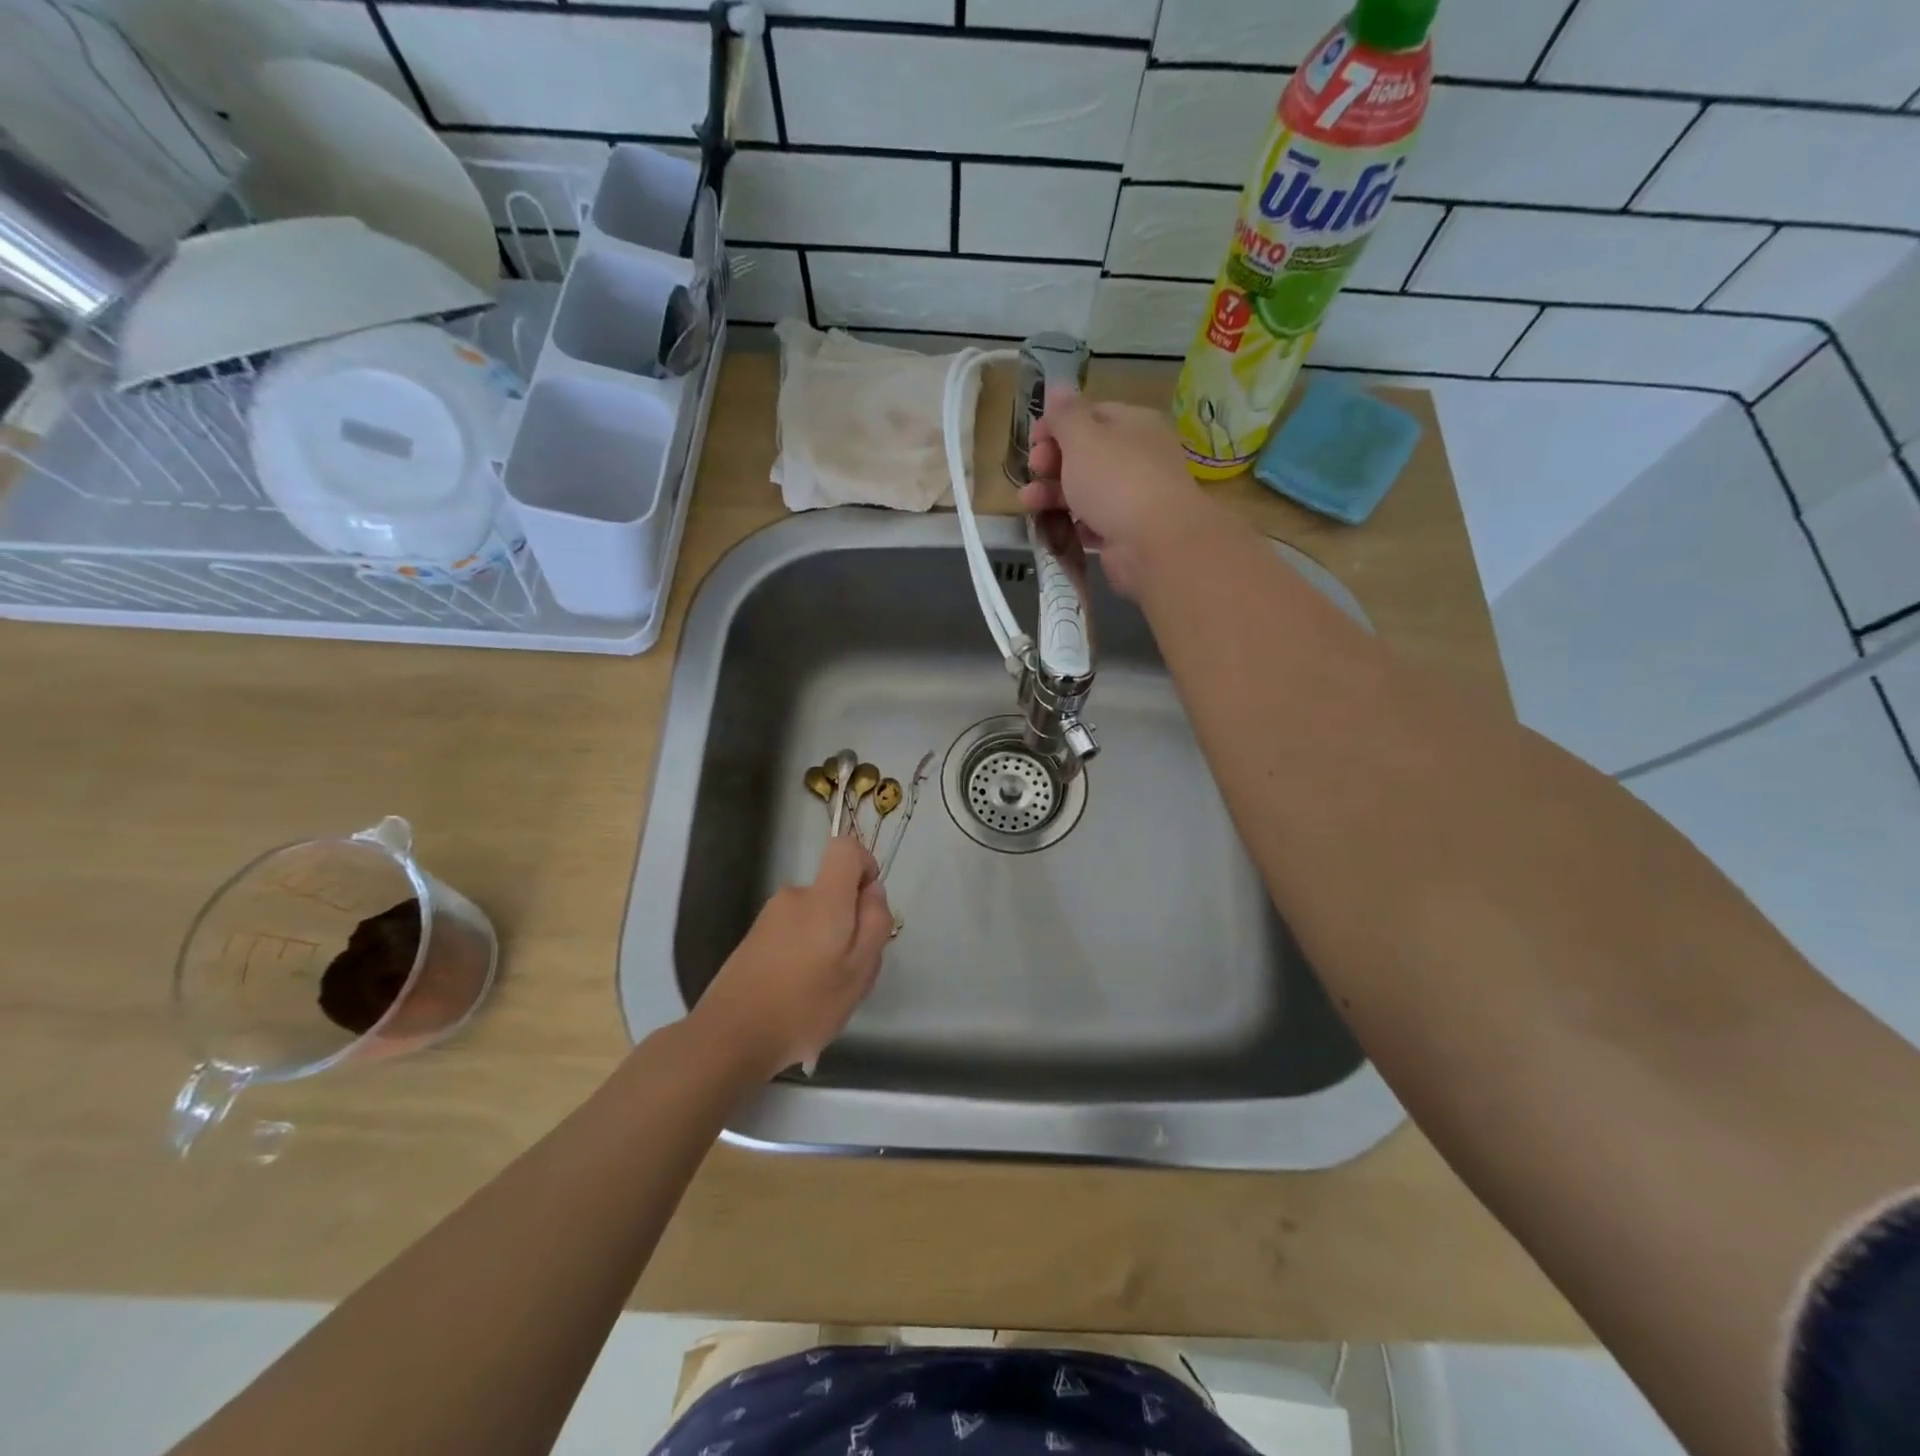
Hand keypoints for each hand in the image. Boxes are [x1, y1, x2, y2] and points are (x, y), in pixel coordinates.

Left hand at [690, 836, 892, 1079]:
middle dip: (849, 923)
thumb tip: (872, 891)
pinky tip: (797, 1000)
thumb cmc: (805, 1005)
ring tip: (822, 993)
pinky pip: (793, 937)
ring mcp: (769, 919)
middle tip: (850, 972)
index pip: (845, 847)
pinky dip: (803, 959)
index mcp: (823, 898)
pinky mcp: (753, 941)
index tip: (869, 906)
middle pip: (832, 892)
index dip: (865, 865)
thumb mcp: (859, 970)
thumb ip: (875, 923)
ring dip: (825, 946)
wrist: (729, 1037)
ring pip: (814, 919)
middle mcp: (793, 897)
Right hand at [1019, 388, 1210, 594]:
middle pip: (1086, 455)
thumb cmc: (1116, 479)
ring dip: (1052, 494)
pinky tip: (1052, 527)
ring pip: (1085, 490)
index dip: (1058, 424)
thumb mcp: (1083, 437)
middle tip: (1034, 470)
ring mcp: (1132, 497)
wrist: (1154, 543)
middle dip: (1052, 461)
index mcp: (1133, 424)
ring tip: (1027, 503)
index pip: (1091, 415)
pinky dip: (1071, 523)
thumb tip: (1058, 388)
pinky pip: (1091, 522)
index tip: (1032, 439)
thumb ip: (1066, 414)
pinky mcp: (1124, 532)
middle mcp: (1137, 457)